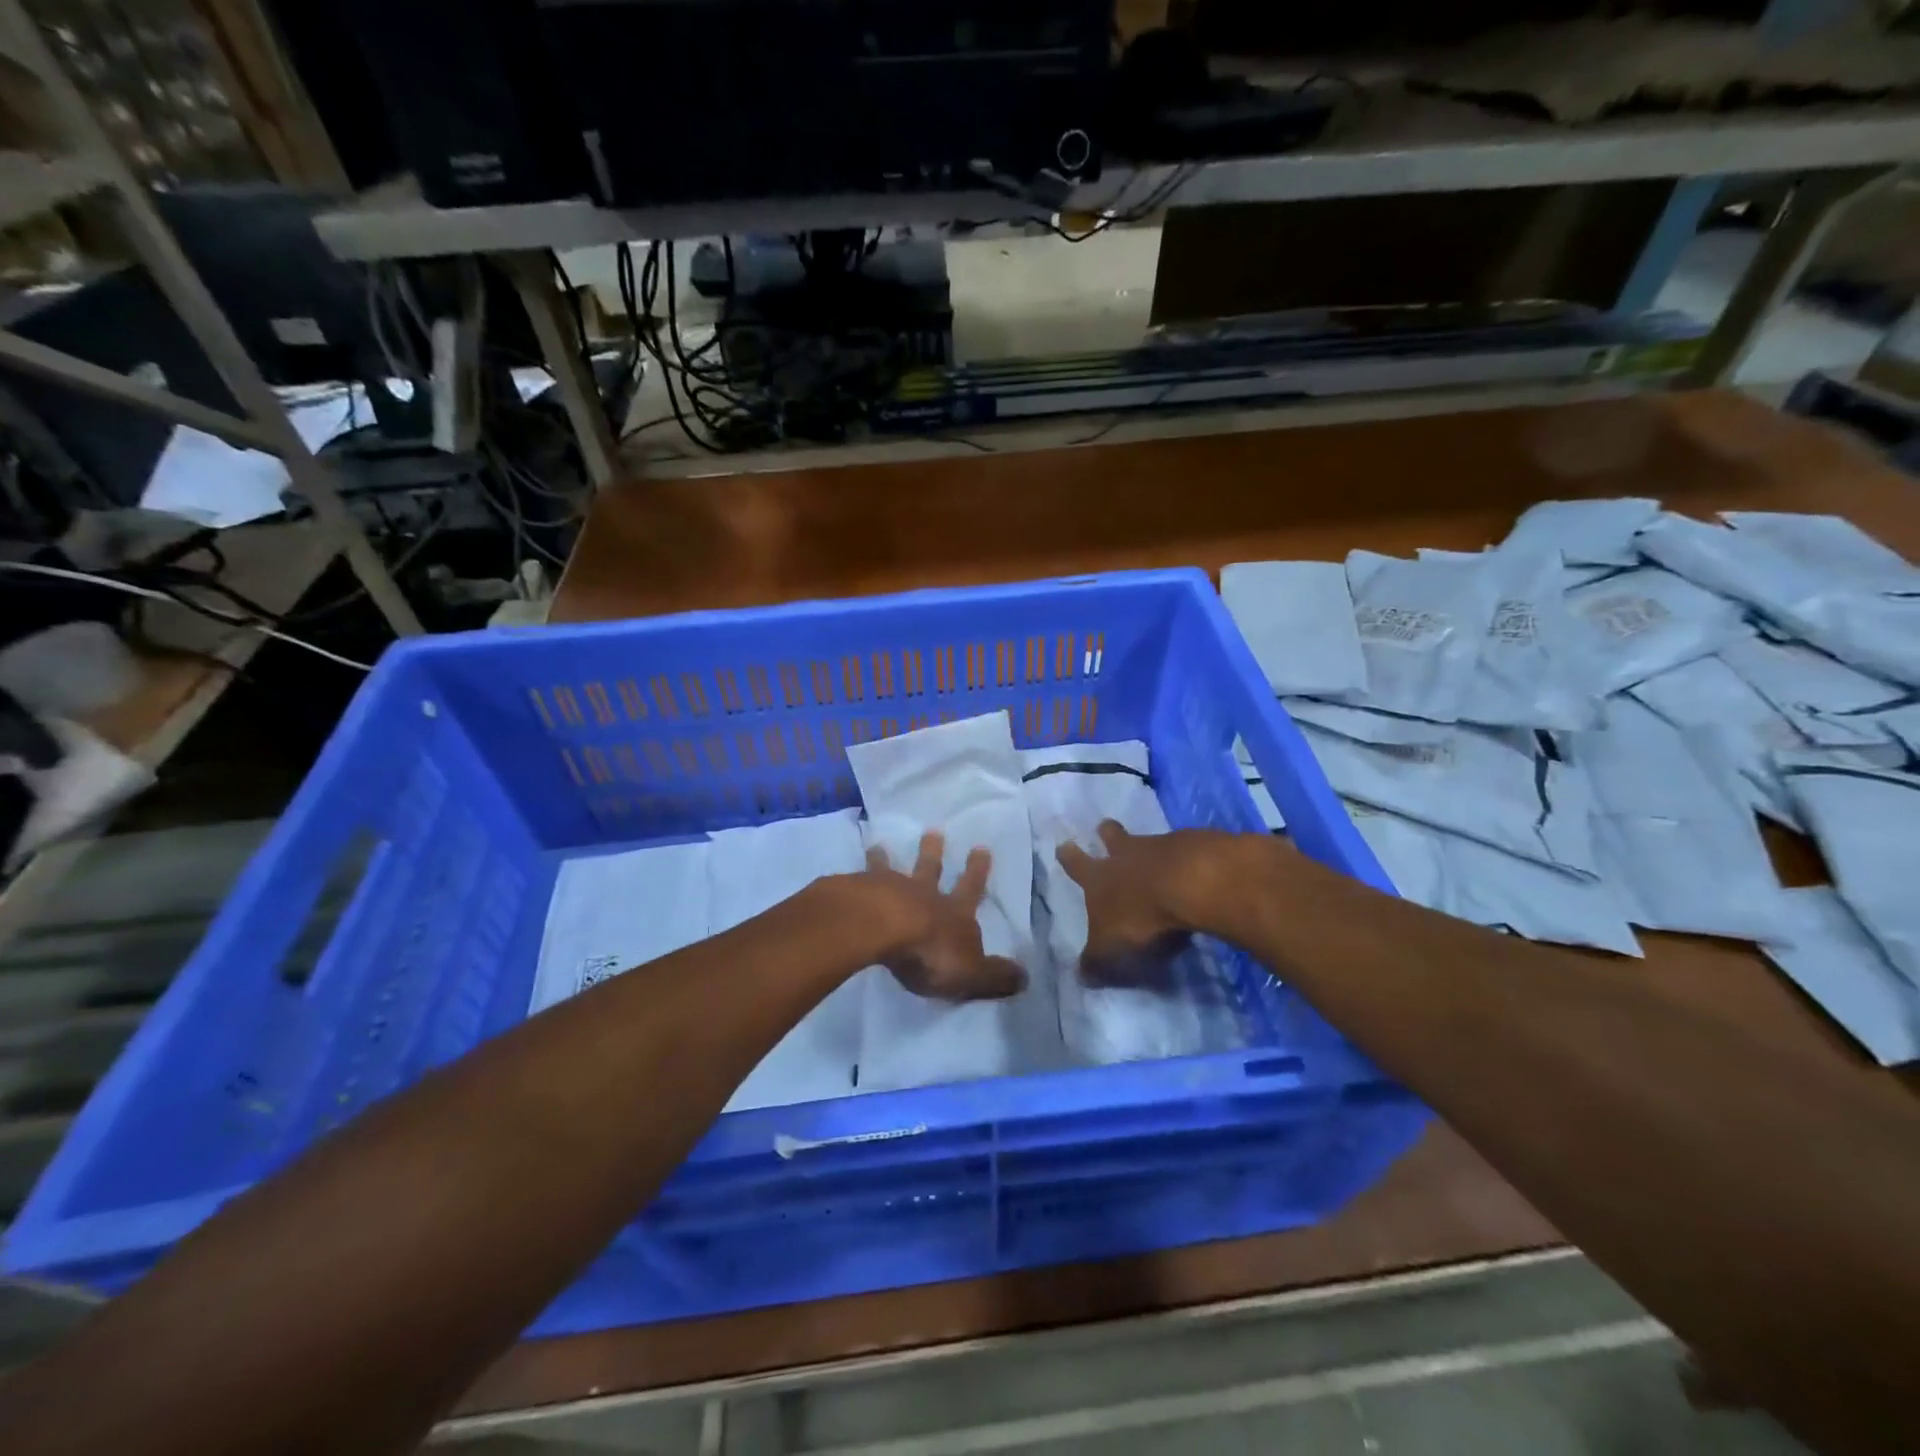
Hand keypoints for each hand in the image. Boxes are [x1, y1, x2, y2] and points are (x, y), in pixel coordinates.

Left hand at [865, 831, 1027, 1001]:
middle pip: (929, 870)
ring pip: (890, 870)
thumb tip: (1025, 977)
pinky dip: (855, 875)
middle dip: (934, 853)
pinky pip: (857, 880)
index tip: (981, 848)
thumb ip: (995, 976)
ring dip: (887, 859)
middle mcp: (922, 894)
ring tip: (879, 845)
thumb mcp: (972, 973)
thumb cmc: (930, 952)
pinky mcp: (856, 893)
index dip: (976, 872)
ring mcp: (887, 890)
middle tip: (934, 831)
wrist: (881, 928)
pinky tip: (846, 874)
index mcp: (953, 913)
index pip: (970, 890)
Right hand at [1057, 822, 1213, 988]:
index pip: (1077, 865)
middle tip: (1104, 827)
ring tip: (1154, 855)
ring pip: (1149, 842)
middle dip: (1107, 834)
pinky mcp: (1196, 846)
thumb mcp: (1110, 950)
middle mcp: (1127, 855)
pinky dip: (1186, 859)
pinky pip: (1186, 850)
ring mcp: (1162, 846)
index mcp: (1099, 877)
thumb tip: (1080, 976)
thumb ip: (1096, 962)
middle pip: (1112, 837)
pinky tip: (1195, 873)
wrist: (1192, 883)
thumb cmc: (1141, 917)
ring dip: (1148, 848)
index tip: (1064, 845)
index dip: (1069, 857)